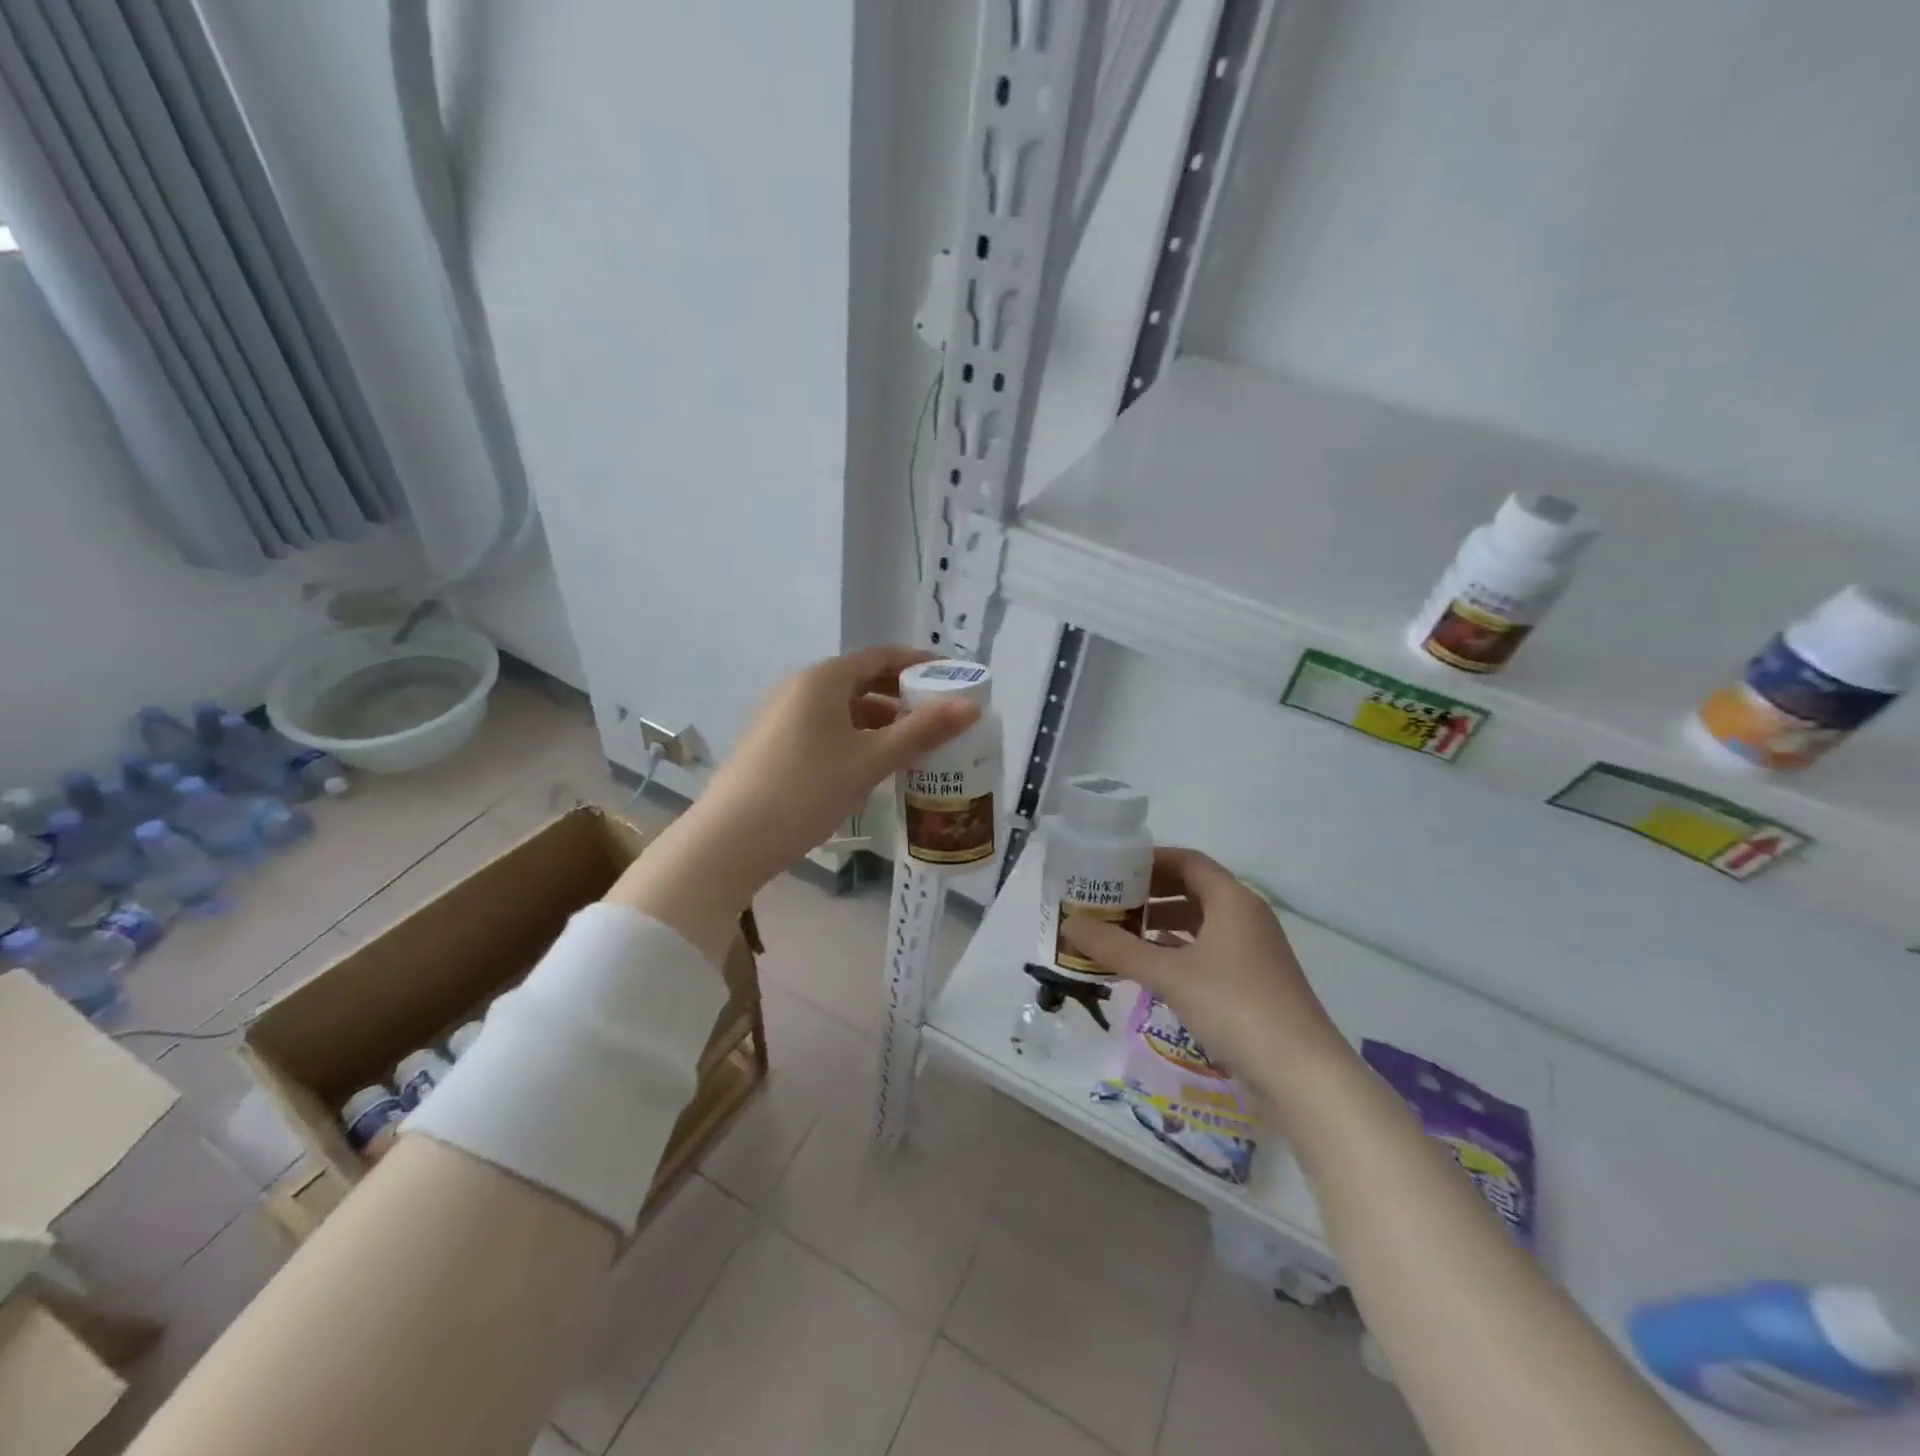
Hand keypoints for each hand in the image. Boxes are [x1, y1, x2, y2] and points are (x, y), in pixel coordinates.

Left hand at [697, 645, 980, 882]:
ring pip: (842, 710)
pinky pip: (824, 730)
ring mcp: (780, 717)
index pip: (880, 656)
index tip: (951, 678)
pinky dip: (854, 739)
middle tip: (938, 719)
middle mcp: (798, 688)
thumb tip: (971, 707)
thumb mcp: (870, 761)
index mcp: (822, 679)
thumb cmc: (806, 790)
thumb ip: (922, 731)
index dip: (918, 664)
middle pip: (860, 681)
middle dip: (901, 698)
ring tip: (912, 748)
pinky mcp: (772, 746)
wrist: (729, 841)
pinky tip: (870, 768)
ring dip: (879, 723)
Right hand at [1061, 846, 1356, 1120]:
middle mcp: (1246, 917)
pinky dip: (1179, 950)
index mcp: (1233, 900)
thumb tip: (1069, 923)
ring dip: (1163, 923)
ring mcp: (1253, 951)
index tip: (1113, 867)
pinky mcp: (1254, 982)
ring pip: (1201, 922)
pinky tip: (1152, 968)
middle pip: (1193, 889)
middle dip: (1151, 892)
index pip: (1188, 861)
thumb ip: (1116, 947)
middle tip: (1110, 900)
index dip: (1150, 860)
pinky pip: (1209, 950)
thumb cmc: (1234, 1007)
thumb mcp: (1168, 974)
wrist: (1303, 1076)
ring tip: (1122, 933)